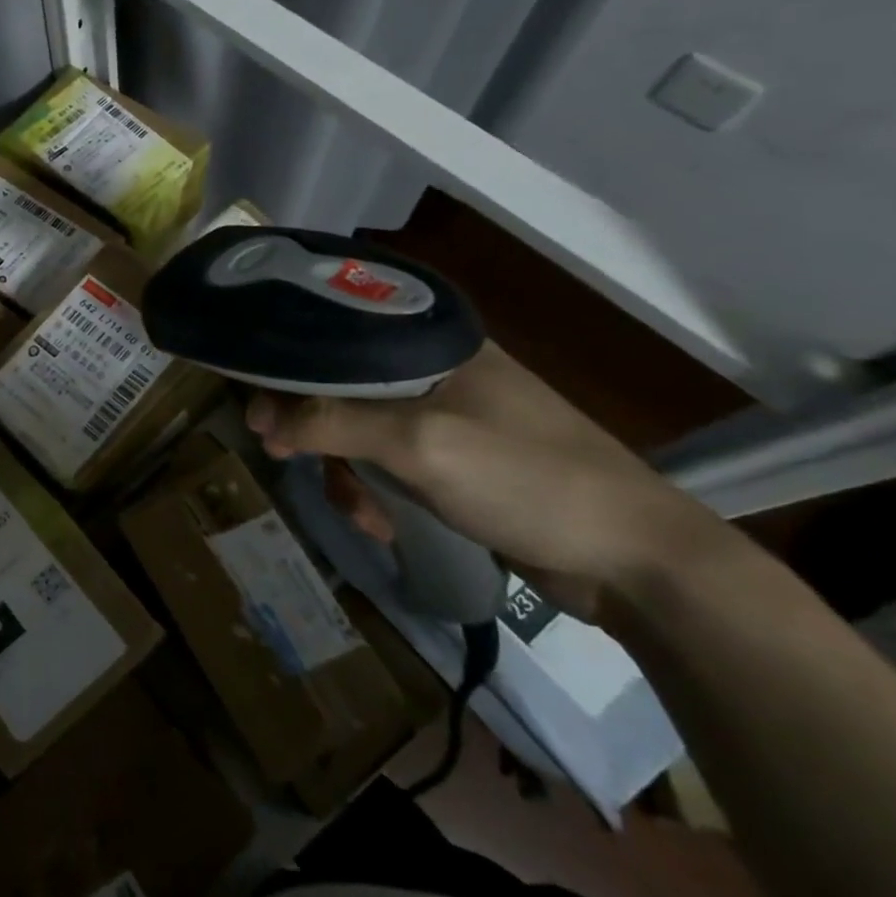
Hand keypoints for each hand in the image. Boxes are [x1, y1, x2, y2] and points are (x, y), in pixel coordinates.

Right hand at [245, 341, 723, 619]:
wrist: (637, 563)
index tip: (257, 405)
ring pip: (359, 429)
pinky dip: (376, 492)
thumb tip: (261, 418)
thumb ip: (333, 422)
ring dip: (346, 470)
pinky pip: (388, 464)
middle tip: (281, 453)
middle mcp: (436, 372)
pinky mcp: (455, 463)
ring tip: (358, 510)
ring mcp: (447, 419)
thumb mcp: (421, 443)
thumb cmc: (529, 479)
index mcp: (434, 344)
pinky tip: (384, 523)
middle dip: (310, 425)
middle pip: (341, 384)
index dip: (290, 363)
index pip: (338, 333)